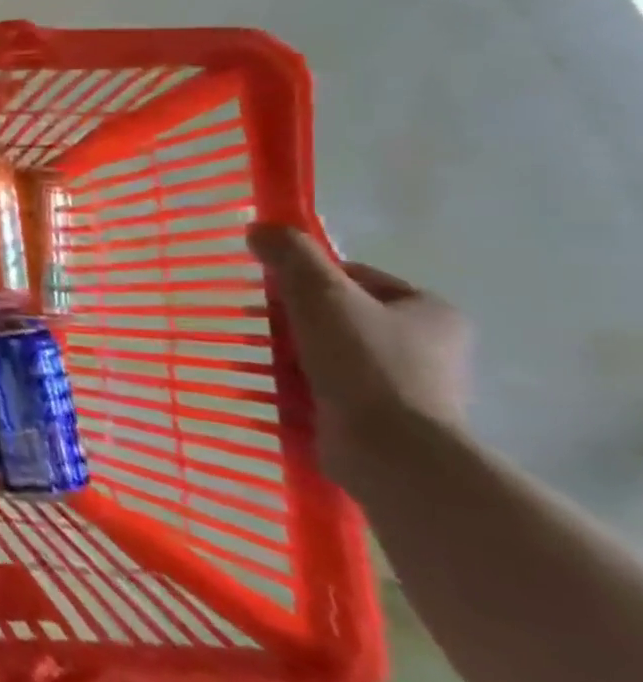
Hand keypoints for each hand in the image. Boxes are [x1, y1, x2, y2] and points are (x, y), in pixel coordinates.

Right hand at [247, 224, 470, 490]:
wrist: (392, 453)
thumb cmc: (365, 364)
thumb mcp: (321, 295)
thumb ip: (291, 256)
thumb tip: (260, 228)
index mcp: (429, 311)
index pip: (356, 278)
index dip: (308, 279)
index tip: (270, 292)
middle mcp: (429, 348)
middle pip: (341, 317)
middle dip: (293, 321)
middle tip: (255, 327)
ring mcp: (409, 388)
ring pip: (332, 355)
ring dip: (291, 356)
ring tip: (252, 361)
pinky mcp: (385, 421)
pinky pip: (330, 391)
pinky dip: (299, 389)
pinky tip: (268, 393)